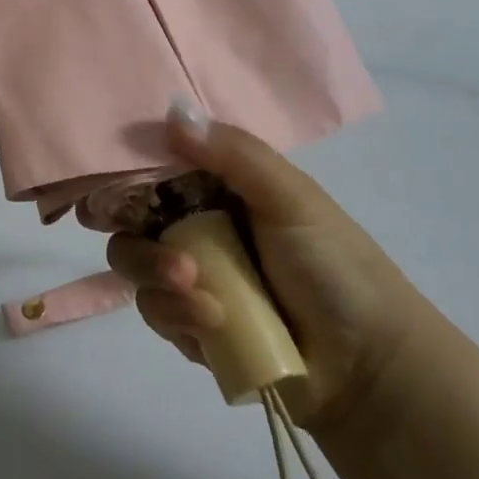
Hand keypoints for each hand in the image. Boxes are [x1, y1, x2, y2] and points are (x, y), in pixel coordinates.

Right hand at [106, 109, 429, 431]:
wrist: (369, 367)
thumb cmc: (334, 267)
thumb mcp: (292, 198)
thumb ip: (234, 154)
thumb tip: (173, 111)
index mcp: (218, 189)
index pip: (154, 171)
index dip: (127, 177)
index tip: (108, 191)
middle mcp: (196, 227)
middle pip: (130, 224)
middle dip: (142, 246)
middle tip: (179, 266)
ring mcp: (191, 277)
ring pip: (136, 268)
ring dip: (158, 283)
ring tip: (205, 303)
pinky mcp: (190, 324)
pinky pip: (155, 312)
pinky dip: (175, 316)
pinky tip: (212, 325)